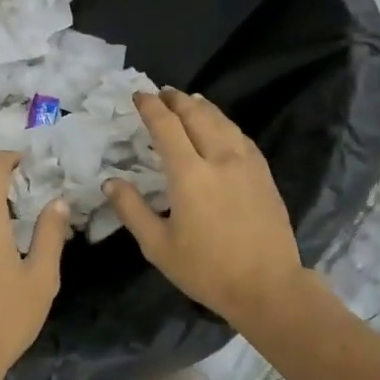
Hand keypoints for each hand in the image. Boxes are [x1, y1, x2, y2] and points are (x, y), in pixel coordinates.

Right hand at [104, 89, 307, 327]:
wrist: (268, 286)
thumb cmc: (207, 270)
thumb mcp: (158, 246)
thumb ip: (133, 210)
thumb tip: (111, 182)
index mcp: (189, 174)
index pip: (167, 127)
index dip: (151, 107)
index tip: (139, 96)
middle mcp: (219, 158)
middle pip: (197, 115)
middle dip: (177, 100)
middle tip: (162, 93)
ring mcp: (247, 164)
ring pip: (223, 121)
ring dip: (202, 107)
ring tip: (190, 100)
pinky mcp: (264, 174)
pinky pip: (241, 137)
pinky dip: (224, 123)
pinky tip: (221, 128)